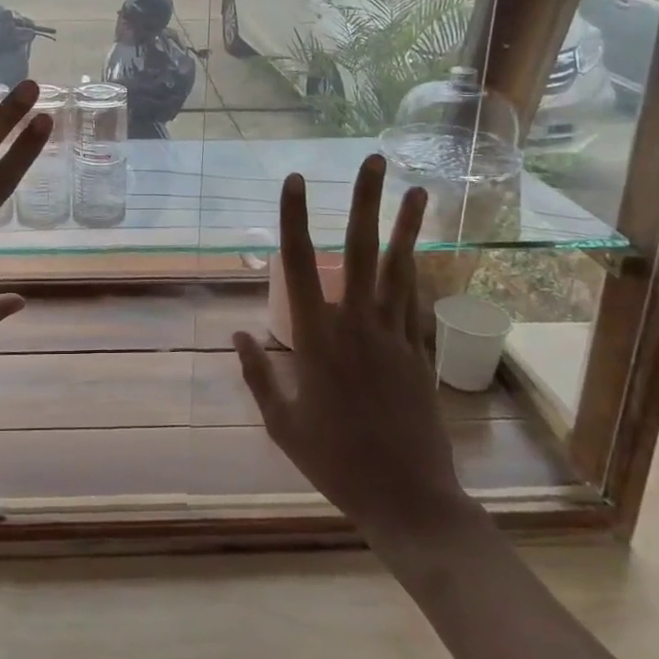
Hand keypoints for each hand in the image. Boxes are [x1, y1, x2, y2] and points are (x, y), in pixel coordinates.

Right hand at [234, 157, 474, 539]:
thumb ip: (258, 374)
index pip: (300, 263)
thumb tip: (239, 333)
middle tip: (374, 159)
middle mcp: (357, 324)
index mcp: (316, 337)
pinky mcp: (419, 353)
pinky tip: (418, 252)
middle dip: (365, 201)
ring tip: (417, 190)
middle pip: (361, 250)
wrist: (407, 499)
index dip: (294, 218)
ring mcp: (394, 335)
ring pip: (399, 268)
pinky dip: (415, 272)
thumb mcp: (282, 423)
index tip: (294, 181)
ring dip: (406, 226)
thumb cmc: (334, 461)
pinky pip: (414, 302)